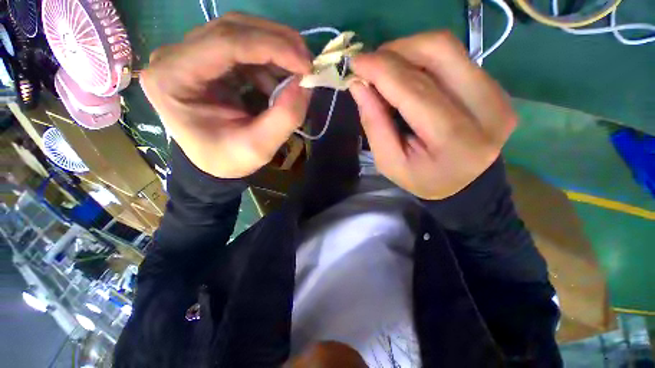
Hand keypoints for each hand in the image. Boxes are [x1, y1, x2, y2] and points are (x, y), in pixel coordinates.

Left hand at [140, 12, 311, 177]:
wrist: (214, 160)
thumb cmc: (228, 159)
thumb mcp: (258, 148)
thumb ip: (284, 118)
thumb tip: (306, 85)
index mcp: (173, 78)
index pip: (226, 43)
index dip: (272, 47)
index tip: (306, 66)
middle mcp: (176, 56)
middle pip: (233, 29)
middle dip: (278, 42)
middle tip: (308, 64)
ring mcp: (193, 53)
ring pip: (242, 33)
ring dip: (277, 51)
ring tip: (298, 76)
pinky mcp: (211, 59)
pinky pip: (246, 48)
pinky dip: (271, 61)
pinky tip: (281, 82)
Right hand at [349, 32, 515, 199]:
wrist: (463, 184)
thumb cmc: (422, 178)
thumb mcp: (389, 162)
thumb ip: (374, 124)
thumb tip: (359, 85)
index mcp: (455, 140)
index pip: (415, 91)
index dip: (382, 70)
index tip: (355, 62)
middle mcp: (486, 110)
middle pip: (439, 53)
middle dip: (396, 52)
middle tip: (371, 65)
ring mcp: (497, 94)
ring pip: (447, 48)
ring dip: (409, 50)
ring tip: (387, 70)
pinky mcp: (496, 87)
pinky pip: (455, 57)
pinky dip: (423, 59)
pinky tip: (408, 75)